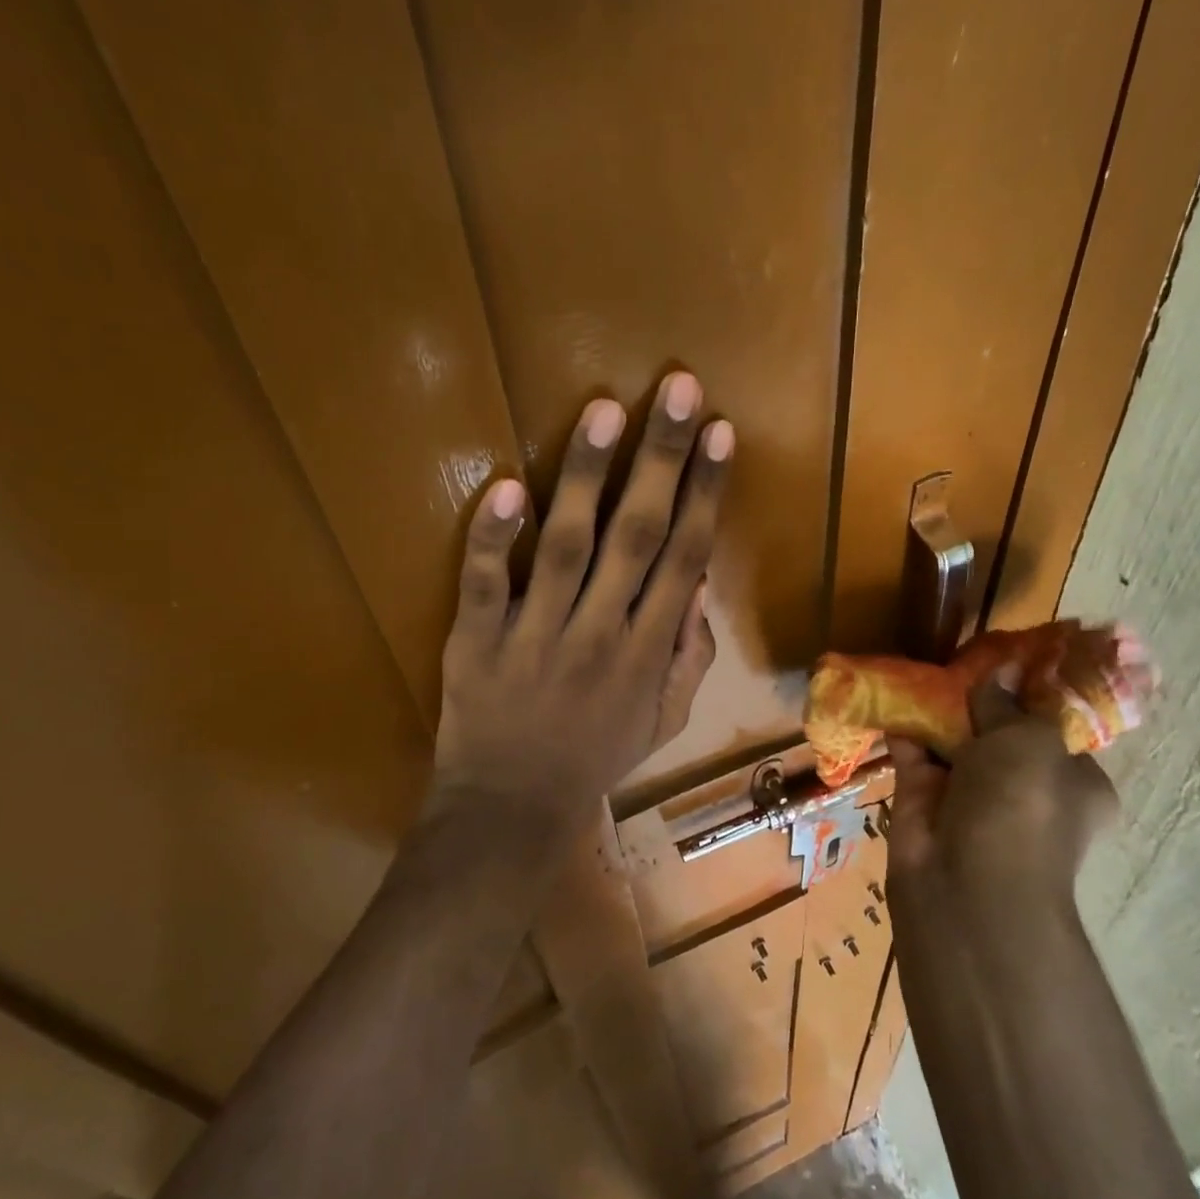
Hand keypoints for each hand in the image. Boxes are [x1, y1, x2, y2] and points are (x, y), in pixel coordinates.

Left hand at [432, 372, 731, 842]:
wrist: (511, 809)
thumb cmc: (593, 758)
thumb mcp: (663, 721)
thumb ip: (689, 658)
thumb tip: (697, 587)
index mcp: (648, 650)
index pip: (686, 556)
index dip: (707, 491)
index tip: (722, 433)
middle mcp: (601, 631)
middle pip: (638, 533)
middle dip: (663, 458)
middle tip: (679, 389)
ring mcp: (536, 633)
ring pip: (567, 545)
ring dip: (587, 476)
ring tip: (607, 410)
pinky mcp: (477, 639)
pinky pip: (485, 583)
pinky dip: (494, 538)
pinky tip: (508, 487)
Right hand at [888, 680, 1116, 906]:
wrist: (967, 885)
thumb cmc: (1022, 805)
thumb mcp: (1029, 741)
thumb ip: (1009, 704)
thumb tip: (1002, 671)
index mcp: (1073, 784)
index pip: (1054, 733)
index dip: (1031, 696)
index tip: (1009, 660)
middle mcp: (1024, 790)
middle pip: (999, 734)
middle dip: (978, 700)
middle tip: (959, 658)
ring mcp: (971, 798)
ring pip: (953, 743)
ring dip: (938, 711)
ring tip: (923, 666)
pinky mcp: (923, 802)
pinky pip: (913, 755)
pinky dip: (904, 728)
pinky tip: (892, 692)